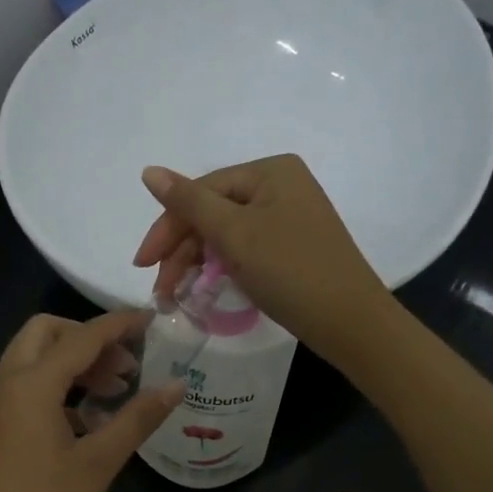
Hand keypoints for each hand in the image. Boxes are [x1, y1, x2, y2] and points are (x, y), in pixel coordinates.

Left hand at [0, 311, 182, 491]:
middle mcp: (4, 383)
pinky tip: (87, 420)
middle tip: (127, 365)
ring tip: (116, 391)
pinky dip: (57, 387)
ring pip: (33, 360)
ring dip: (73, 363)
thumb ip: (137, 418)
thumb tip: (176, 385)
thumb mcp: (99, 464)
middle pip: (46, 333)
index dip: (120, 325)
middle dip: (89, 339)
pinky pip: (25, 387)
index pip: (82, 337)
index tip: (154, 319)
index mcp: (30, 384)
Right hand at [133, 154, 389, 362]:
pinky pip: (246, 249)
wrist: (350, 321)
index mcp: (270, 171)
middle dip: (181, 251)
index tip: (142, 265)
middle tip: (160, 290)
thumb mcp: (234, 234)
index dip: (167, 227)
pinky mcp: (293, 246)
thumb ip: (188, 202)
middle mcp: (281, 186)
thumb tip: (149, 170)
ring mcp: (289, 217)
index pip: (201, 191)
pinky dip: (222, 268)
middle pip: (213, 212)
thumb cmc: (290, 270)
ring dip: (197, 263)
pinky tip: (206, 289)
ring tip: (177, 297)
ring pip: (226, 234)